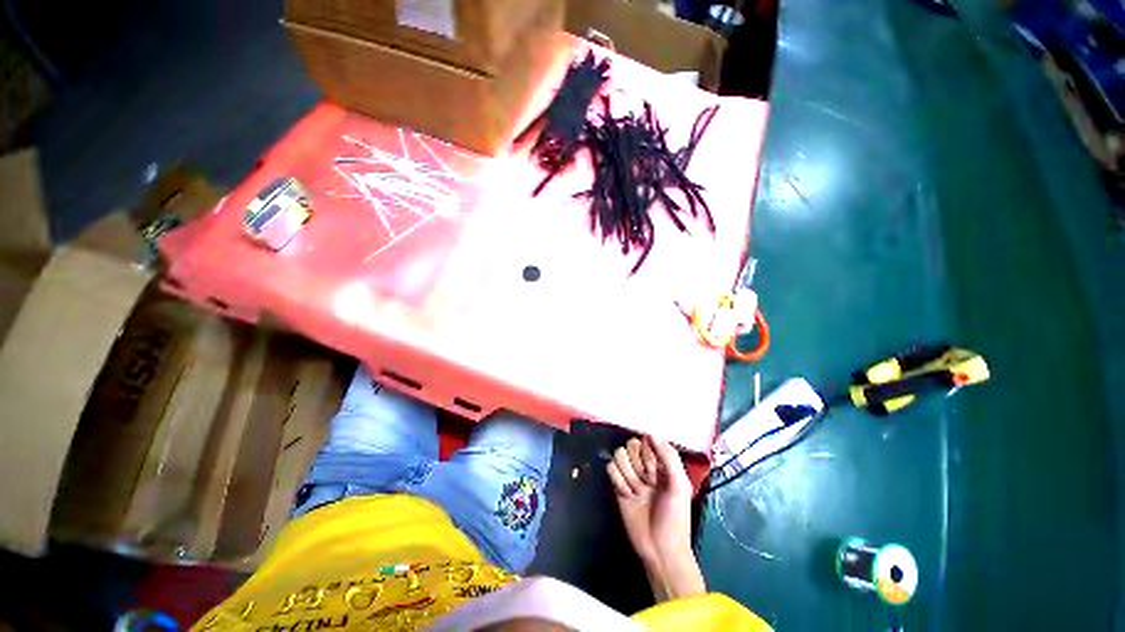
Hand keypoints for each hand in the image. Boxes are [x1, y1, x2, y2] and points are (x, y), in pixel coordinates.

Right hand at [608, 436, 705, 600]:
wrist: (659, 550)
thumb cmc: (675, 517)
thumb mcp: (680, 485)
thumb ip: (669, 457)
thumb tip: (651, 432)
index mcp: (662, 463)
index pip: (645, 440)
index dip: (648, 454)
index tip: (655, 471)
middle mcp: (645, 465)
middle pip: (630, 445)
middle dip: (638, 465)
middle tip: (648, 485)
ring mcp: (630, 474)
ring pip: (618, 455)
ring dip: (628, 475)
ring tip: (638, 493)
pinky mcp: (618, 485)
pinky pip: (610, 469)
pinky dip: (618, 481)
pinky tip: (628, 495)